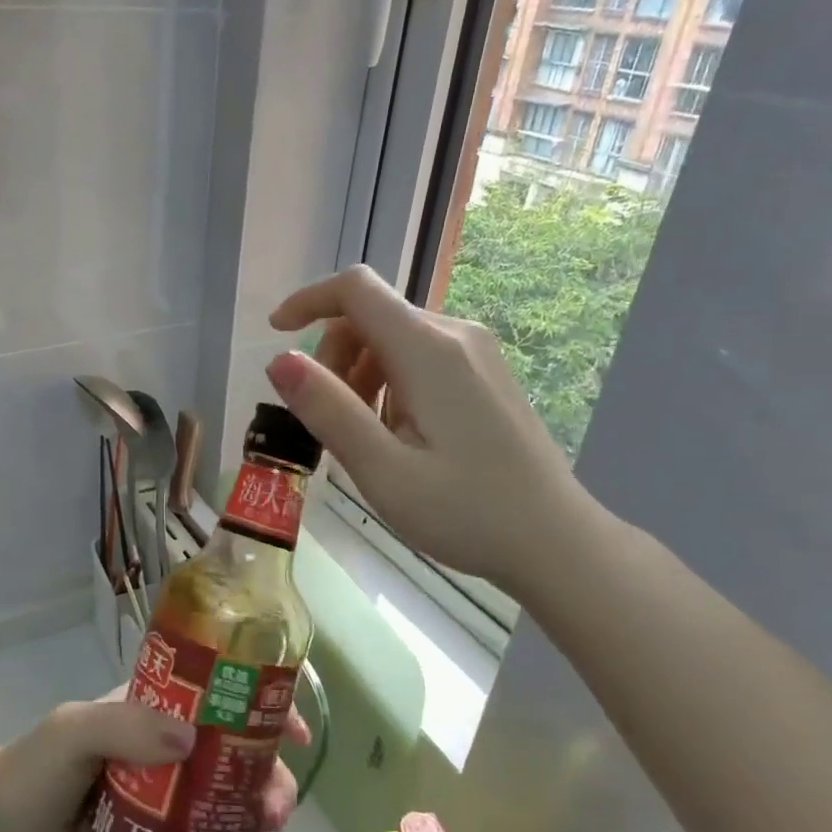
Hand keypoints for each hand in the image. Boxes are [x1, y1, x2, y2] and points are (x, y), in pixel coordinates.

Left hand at [0, 694, 306, 831]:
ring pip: (229, 811)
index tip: (294, 734)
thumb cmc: (35, 771)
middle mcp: (169, 751)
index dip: (262, 707)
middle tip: (274, 817)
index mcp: (155, 711)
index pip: (219, 696)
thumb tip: (190, 739)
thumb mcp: (72, 731)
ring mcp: (168, 804)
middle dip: (267, 783)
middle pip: (236, 760)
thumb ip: (122, 725)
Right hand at [266, 264, 597, 593]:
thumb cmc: (466, 512)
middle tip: (326, 422)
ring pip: (394, 339)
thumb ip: (328, 410)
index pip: (356, 290)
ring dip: (360, 376)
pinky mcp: (486, 373)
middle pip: (372, 316)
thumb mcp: (382, 470)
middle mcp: (456, 335)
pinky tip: (398, 437)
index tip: (275, 335)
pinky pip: (420, 358)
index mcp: (430, 350)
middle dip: (333, 357)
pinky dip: (389, 384)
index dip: (308, 301)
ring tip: (364, 440)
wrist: (556, 541)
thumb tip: (279, 361)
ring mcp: (477, 353)